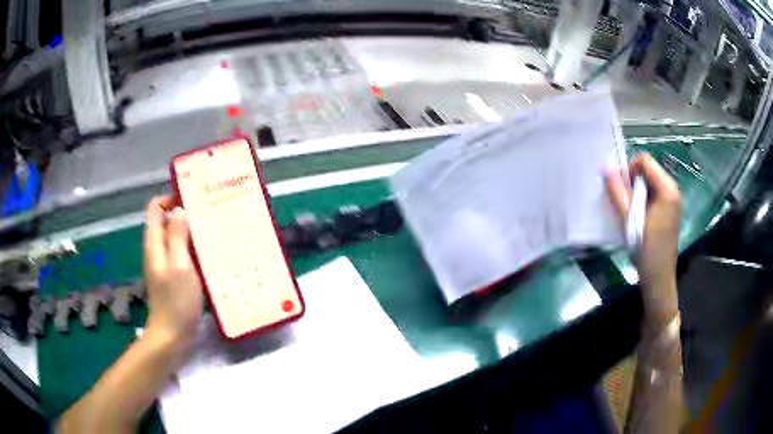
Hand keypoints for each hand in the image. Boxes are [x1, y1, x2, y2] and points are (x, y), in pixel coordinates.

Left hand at [143, 196, 203, 349]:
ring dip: (191, 233)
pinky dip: (193, 250)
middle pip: (166, 222)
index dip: (169, 198)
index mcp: (154, 244)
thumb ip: (177, 236)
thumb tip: (179, 210)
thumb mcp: (179, 265)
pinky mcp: (173, 278)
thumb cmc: (176, 301)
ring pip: (175, 238)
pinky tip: (210, 257)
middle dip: (184, 214)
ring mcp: (164, 265)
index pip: (154, 208)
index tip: (191, 199)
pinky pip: (181, 255)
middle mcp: (157, 250)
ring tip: (213, 233)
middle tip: (208, 215)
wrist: (172, 336)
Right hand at [606, 153, 680, 330]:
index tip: (620, 189)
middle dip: (632, 181)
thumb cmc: (646, 251)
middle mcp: (672, 190)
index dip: (629, 169)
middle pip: (648, 171)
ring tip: (628, 212)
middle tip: (622, 202)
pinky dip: (642, 200)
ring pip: (649, 183)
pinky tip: (637, 218)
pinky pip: (653, 194)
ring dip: (636, 192)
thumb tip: (605, 168)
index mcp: (667, 189)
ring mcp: (672, 201)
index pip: (645, 161)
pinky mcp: (669, 211)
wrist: (659, 280)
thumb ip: (618, 193)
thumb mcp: (630, 221)